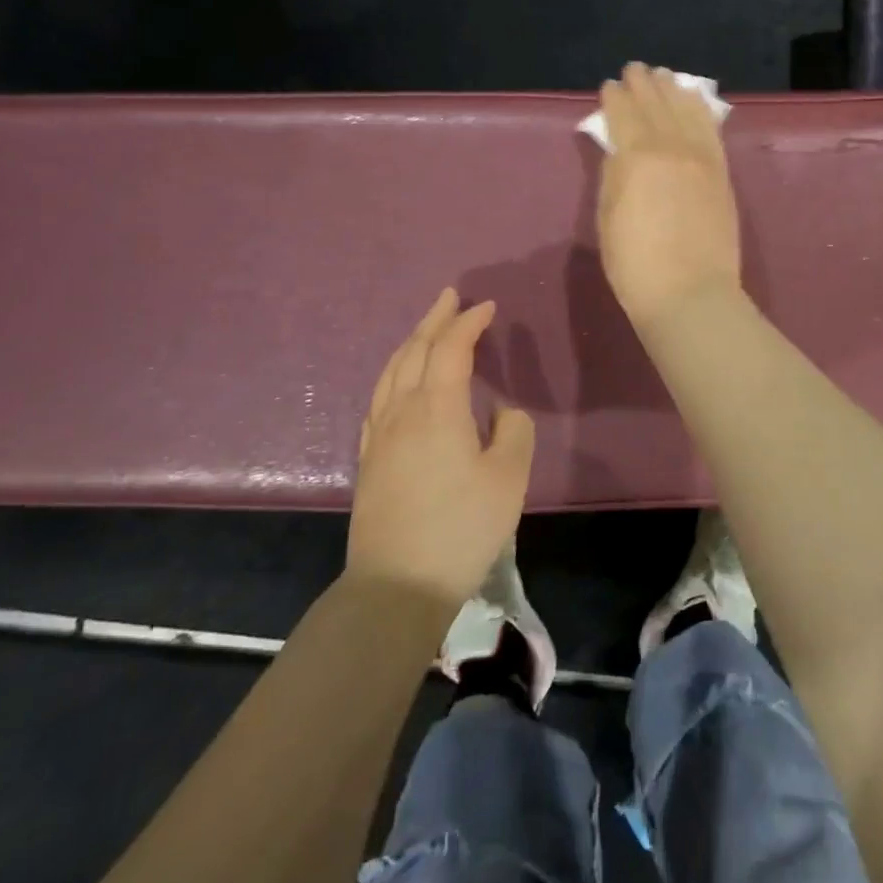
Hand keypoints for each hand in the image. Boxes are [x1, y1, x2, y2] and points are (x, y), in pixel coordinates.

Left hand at [346, 288, 534, 607]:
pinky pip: (379, 398)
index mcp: (438, 409)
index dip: (469, 323)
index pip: (452, 349)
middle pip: (415, 351)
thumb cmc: (461, 528)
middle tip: (452, 297)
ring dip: (412, 342)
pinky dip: (393, 374)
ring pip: (392, 372)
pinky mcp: (369, 459)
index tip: (488, 307)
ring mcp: (380, 435)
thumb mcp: (509, 478)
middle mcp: (403, 411)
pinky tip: (398, 381)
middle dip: (436, 320)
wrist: (397, 585)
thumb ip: (513, 431)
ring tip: (427, 328)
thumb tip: (500, 412)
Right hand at [597, 62, 742, 327]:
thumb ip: (613, 175)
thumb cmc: (636, 264)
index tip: (609, 86)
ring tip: (666, 76)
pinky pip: (712, 130)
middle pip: (656, 104)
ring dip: (674, 89)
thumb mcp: (608, 218)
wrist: (691, 294)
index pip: (624, 114)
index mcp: (636, 157)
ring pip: (687, 110)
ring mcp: (702, 158)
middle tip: (636, 69)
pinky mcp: (722, 173)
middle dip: (644, 84)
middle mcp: (672, 147)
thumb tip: (619, 150)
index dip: (614, 97)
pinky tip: (697, 102)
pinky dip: (702, 111)